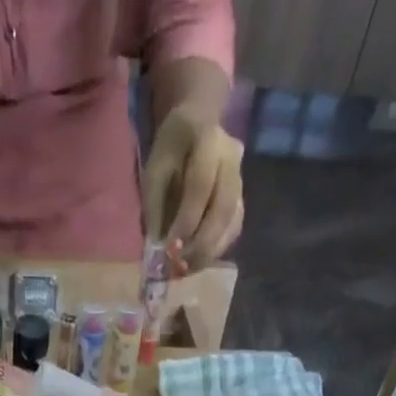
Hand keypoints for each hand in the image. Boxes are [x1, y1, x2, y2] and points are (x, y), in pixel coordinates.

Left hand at [143, 110, 244, 273]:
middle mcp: (233, 160)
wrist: (198, 125)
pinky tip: (197, 262)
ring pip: (231, 223)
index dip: (186, 220)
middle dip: (200, 243)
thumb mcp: (155, 169)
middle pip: (223, 209)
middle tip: (179, 267)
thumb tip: (157, 249)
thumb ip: (155, 206)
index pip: (200, 186)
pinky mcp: (241, 200)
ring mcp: (241, 180)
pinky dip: (215, 250)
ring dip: (208, 252)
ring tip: (185, 270)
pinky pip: (233, 230)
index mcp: (209, 141)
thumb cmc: (171, 149)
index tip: (169, 249)